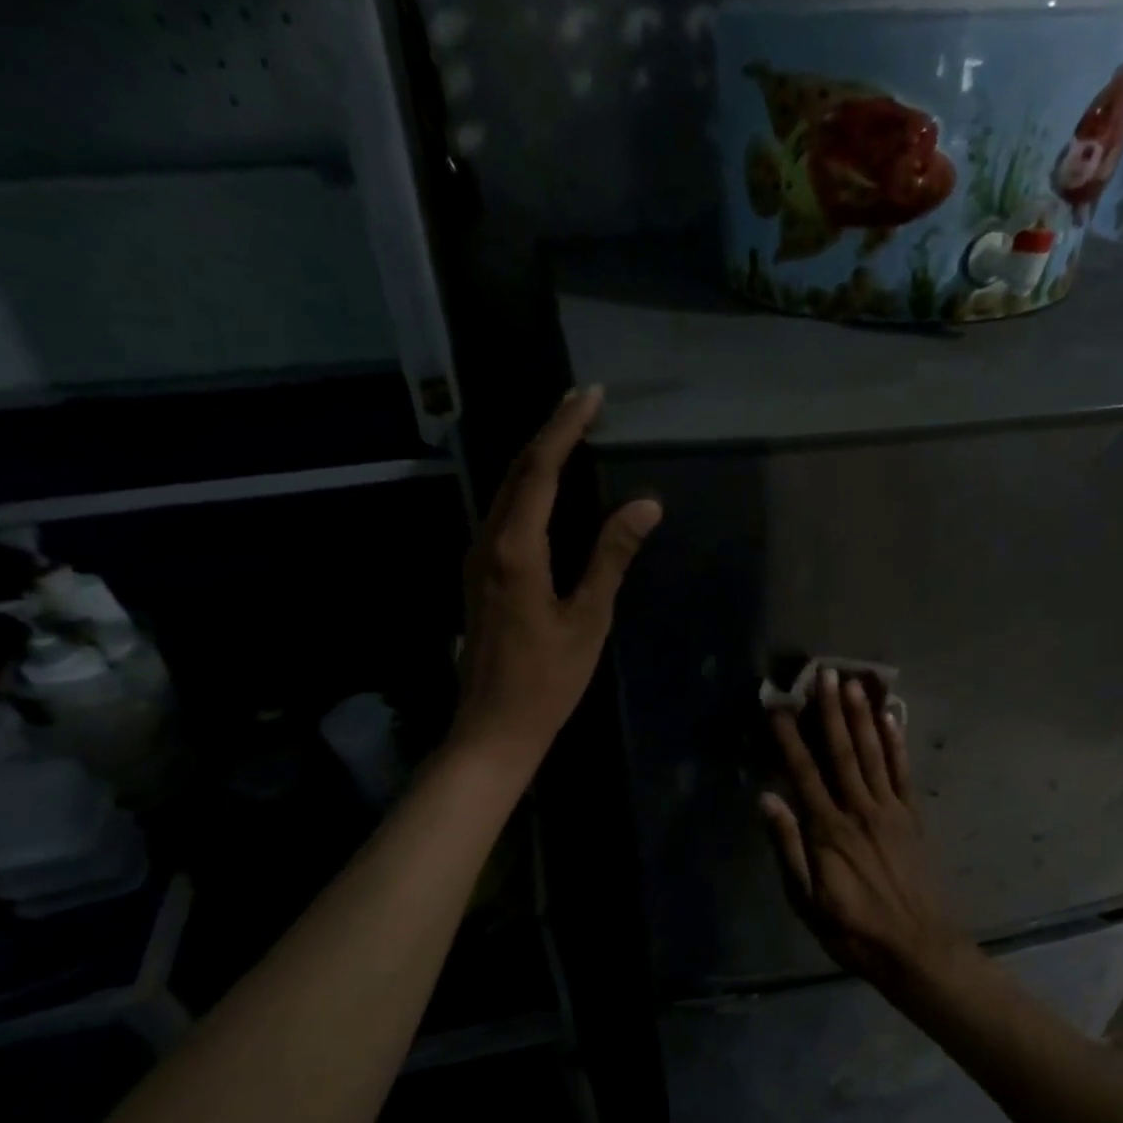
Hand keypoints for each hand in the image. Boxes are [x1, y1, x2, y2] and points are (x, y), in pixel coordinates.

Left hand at [453, 386, 661, 771]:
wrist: (493, 727)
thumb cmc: (547, 680)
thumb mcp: (588, 619)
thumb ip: (611, 557)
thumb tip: (646, 505)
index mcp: (515, 549)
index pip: (540, 469)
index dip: (565, 427)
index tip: (591, 394)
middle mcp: (487, 542)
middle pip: (516, 471)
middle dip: (549, 432)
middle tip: (583, 404)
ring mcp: (475, 558)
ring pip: (504, 491)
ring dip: (535, 458)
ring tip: (569, 435)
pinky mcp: (477, 575)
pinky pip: (501, 514)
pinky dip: (526, 489)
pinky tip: (545, 489)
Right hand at [761, 668, 977, 991]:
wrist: (917, 948)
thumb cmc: (852, 929)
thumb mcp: (806, 900)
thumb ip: (788, 847)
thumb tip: (767, 799)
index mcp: (828, 830)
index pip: (803, 772)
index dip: (788, 736)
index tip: (777, 704)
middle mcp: (859, 810)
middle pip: (841, 752)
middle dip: (830, 710)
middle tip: (823, 673)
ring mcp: (890, 811)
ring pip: (873, 754)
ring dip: (861, 716)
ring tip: (853, 682)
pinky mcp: (911, 818)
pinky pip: (903, 774)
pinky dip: (897, 744)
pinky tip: (891, 718)